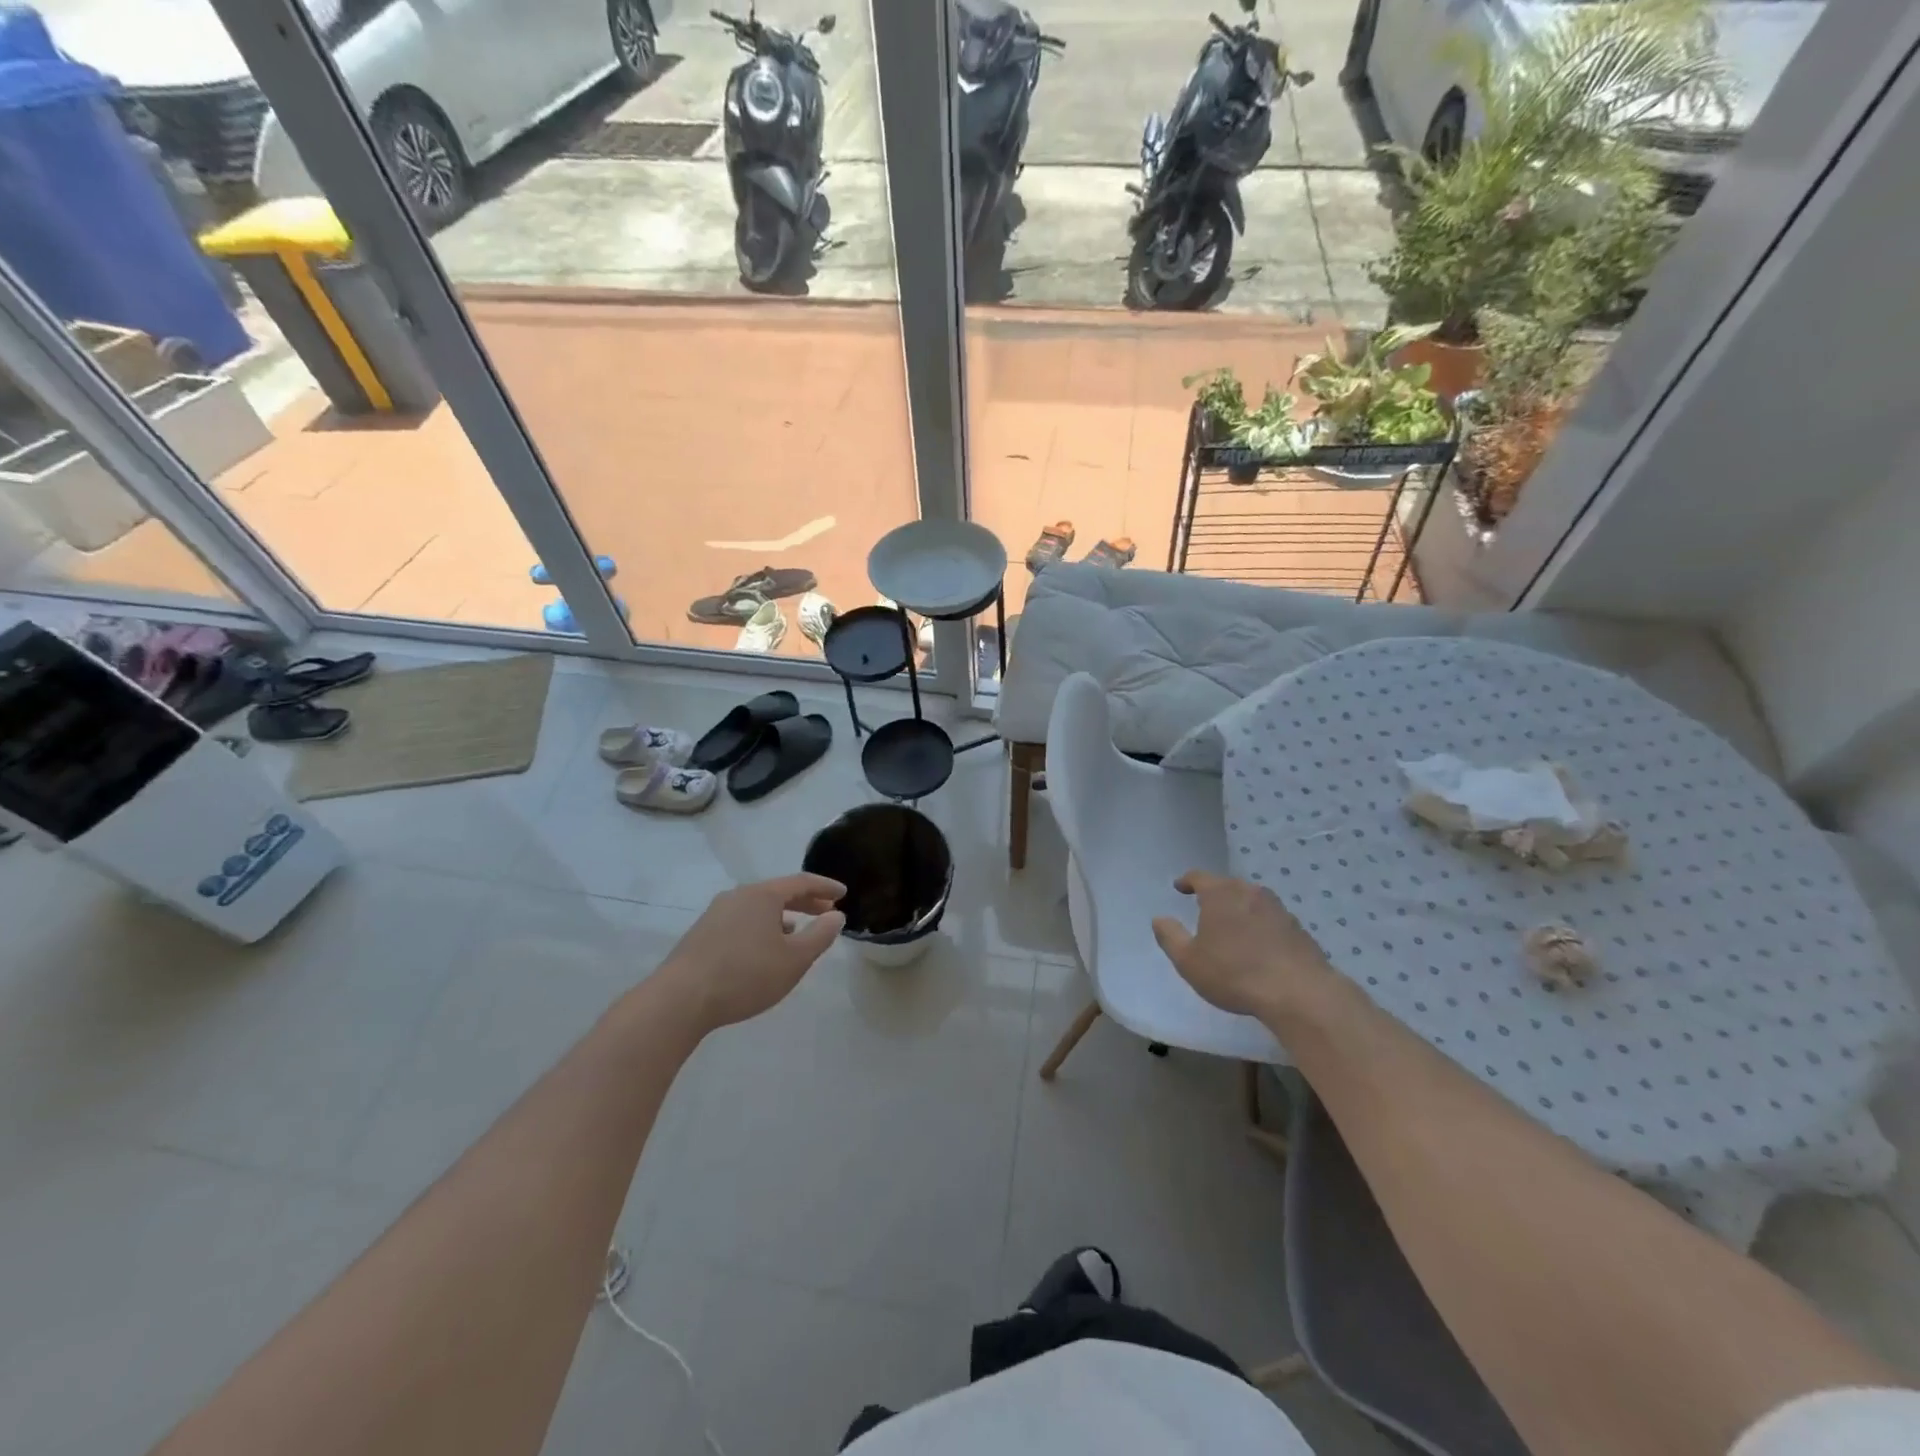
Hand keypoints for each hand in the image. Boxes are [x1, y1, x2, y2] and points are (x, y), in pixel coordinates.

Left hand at [656, 874, 845, 1033]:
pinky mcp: (702, 933)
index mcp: (763, 895)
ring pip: (758, 907)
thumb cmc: (746, 975)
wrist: (680, 999)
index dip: (826, 887)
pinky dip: (762, 927)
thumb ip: (820, 935)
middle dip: (806, 902)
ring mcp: (716, 913)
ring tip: (797, 932)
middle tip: (828, 913)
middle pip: (779, 892)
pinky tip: (763, 949)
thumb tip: (836, 916)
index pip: (802, 882)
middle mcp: (738, 895)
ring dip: (783, 916)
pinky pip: (742, 921)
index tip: (843, 893)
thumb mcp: (794, 959)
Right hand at [1151, 870, 1339, 1020]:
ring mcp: (1278, 908)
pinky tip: (1258, 945)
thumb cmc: (1234, 973)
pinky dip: (1260, 925)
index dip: (1187, 881)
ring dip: (1239, 909)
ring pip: (1252, 900)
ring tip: (1232, 926)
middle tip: (1204, 907)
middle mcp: (1250, 892)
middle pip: (1228, 885)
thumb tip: (1159, 919)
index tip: (1179, 887)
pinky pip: (1270, 919)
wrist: (1299, 993)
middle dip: (1215, 894)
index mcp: (1221, 894)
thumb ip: (1170, 936)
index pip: (1199, 877)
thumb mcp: (1189, 960)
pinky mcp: (1298, 928)